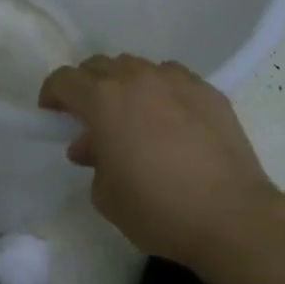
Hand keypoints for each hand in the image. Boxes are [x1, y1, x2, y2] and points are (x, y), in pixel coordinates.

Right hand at [39, 55, 279, 266]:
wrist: (232, 217)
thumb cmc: (158, 209)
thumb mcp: (106, 195)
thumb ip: (93, 161)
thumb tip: (95, 147)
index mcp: (103, 100)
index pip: (64, 79)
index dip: (52, 95)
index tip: (52, 115)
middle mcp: (136, 79)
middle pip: (99, 65)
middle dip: (87, 87)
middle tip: (90, 119)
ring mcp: (176, 81)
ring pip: (137, 67)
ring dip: (124, 85)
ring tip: (133, 117)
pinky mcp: (208, 91)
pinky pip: (172, 78)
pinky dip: (161, 91)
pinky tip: (170, 120)